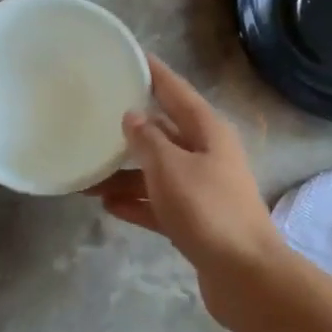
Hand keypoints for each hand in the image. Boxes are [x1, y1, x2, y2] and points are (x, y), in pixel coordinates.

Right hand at [92, 56, 285, 286]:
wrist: (244, 274)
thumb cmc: (208, 210)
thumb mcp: (171, 168)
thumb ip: (148, 140)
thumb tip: (133, 116)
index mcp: (208, 132)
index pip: (176, 91)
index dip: (153, 73)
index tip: (129, 56)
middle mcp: (208, 155)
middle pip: (165, 133)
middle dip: (131, 129)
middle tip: (93, 118)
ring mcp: (203, 190)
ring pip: (158, 172)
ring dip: (126, 174)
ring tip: (86, 176)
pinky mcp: (196, 222)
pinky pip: (160, 204)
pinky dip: (137, 203)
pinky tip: (106, 205)